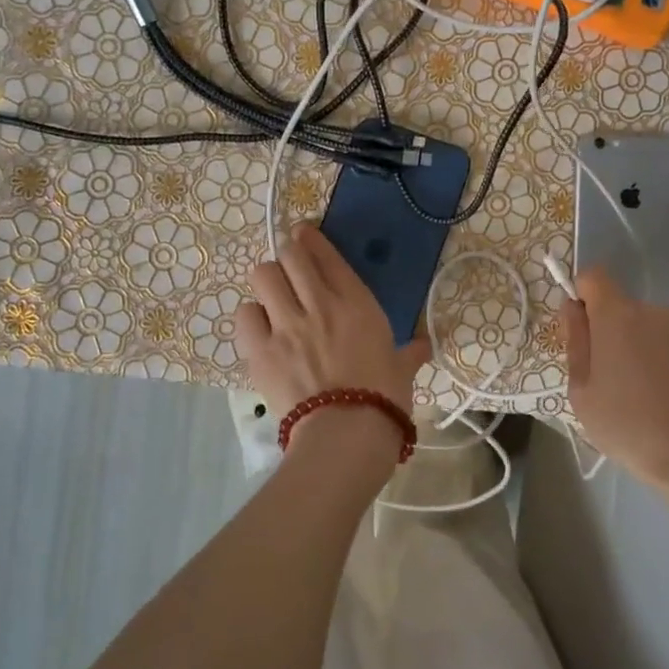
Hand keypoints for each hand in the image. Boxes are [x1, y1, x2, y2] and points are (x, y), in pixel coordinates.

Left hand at [236, 224, 431, 423]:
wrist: (346, 434)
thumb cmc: (384, 399)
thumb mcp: (402, 371)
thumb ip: (409, 353)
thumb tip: (423, 347)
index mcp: (356, 303)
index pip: (327, 255)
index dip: (311, 238)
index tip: (303, 233)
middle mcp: (319, 304)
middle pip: (291, 256)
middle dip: (289, 255)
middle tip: (291, 266)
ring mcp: (286, 324)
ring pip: (264, 275)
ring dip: (268, 281)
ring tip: (273, 296)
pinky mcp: (260, 350)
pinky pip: (245, 314)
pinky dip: (251, 316)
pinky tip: (260, 327)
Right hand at [562, 268, 668, 515]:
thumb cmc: (630, 427)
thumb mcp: (582, 392)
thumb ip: (575, 342)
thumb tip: (572, 308)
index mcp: (618, 316)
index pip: (593, 276)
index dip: (581, 295)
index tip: (580, 330)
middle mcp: (652, 312)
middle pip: (619, 307)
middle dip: (607, 331)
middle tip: (604, 378)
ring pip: (644, 328)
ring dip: (634, 348)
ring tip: (635, 395)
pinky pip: (667, 345)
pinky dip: (658, 362)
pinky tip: (661, 400)